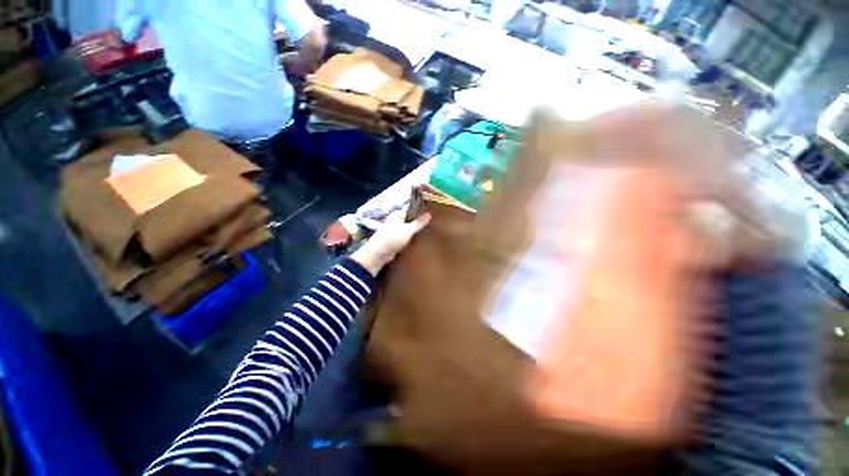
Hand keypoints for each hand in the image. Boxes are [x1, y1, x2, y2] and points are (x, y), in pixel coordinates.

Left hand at [351, 210, 431, 275]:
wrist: (378, 254)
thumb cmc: (392, 238)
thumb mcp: (408, 230)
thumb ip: (419, 222)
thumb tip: (429, 213)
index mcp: (397, 214)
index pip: (411, 209)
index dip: (421, 210)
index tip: (432, 213)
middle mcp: (396, 220)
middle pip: (410, 219)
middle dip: (419, 222)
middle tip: (433, 224)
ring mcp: (395, 230)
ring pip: (408, 228)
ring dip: (416, 231)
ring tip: (429, 232)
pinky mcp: (395, 240)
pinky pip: (406, 237)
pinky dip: (412, 238)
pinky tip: (420, 240)